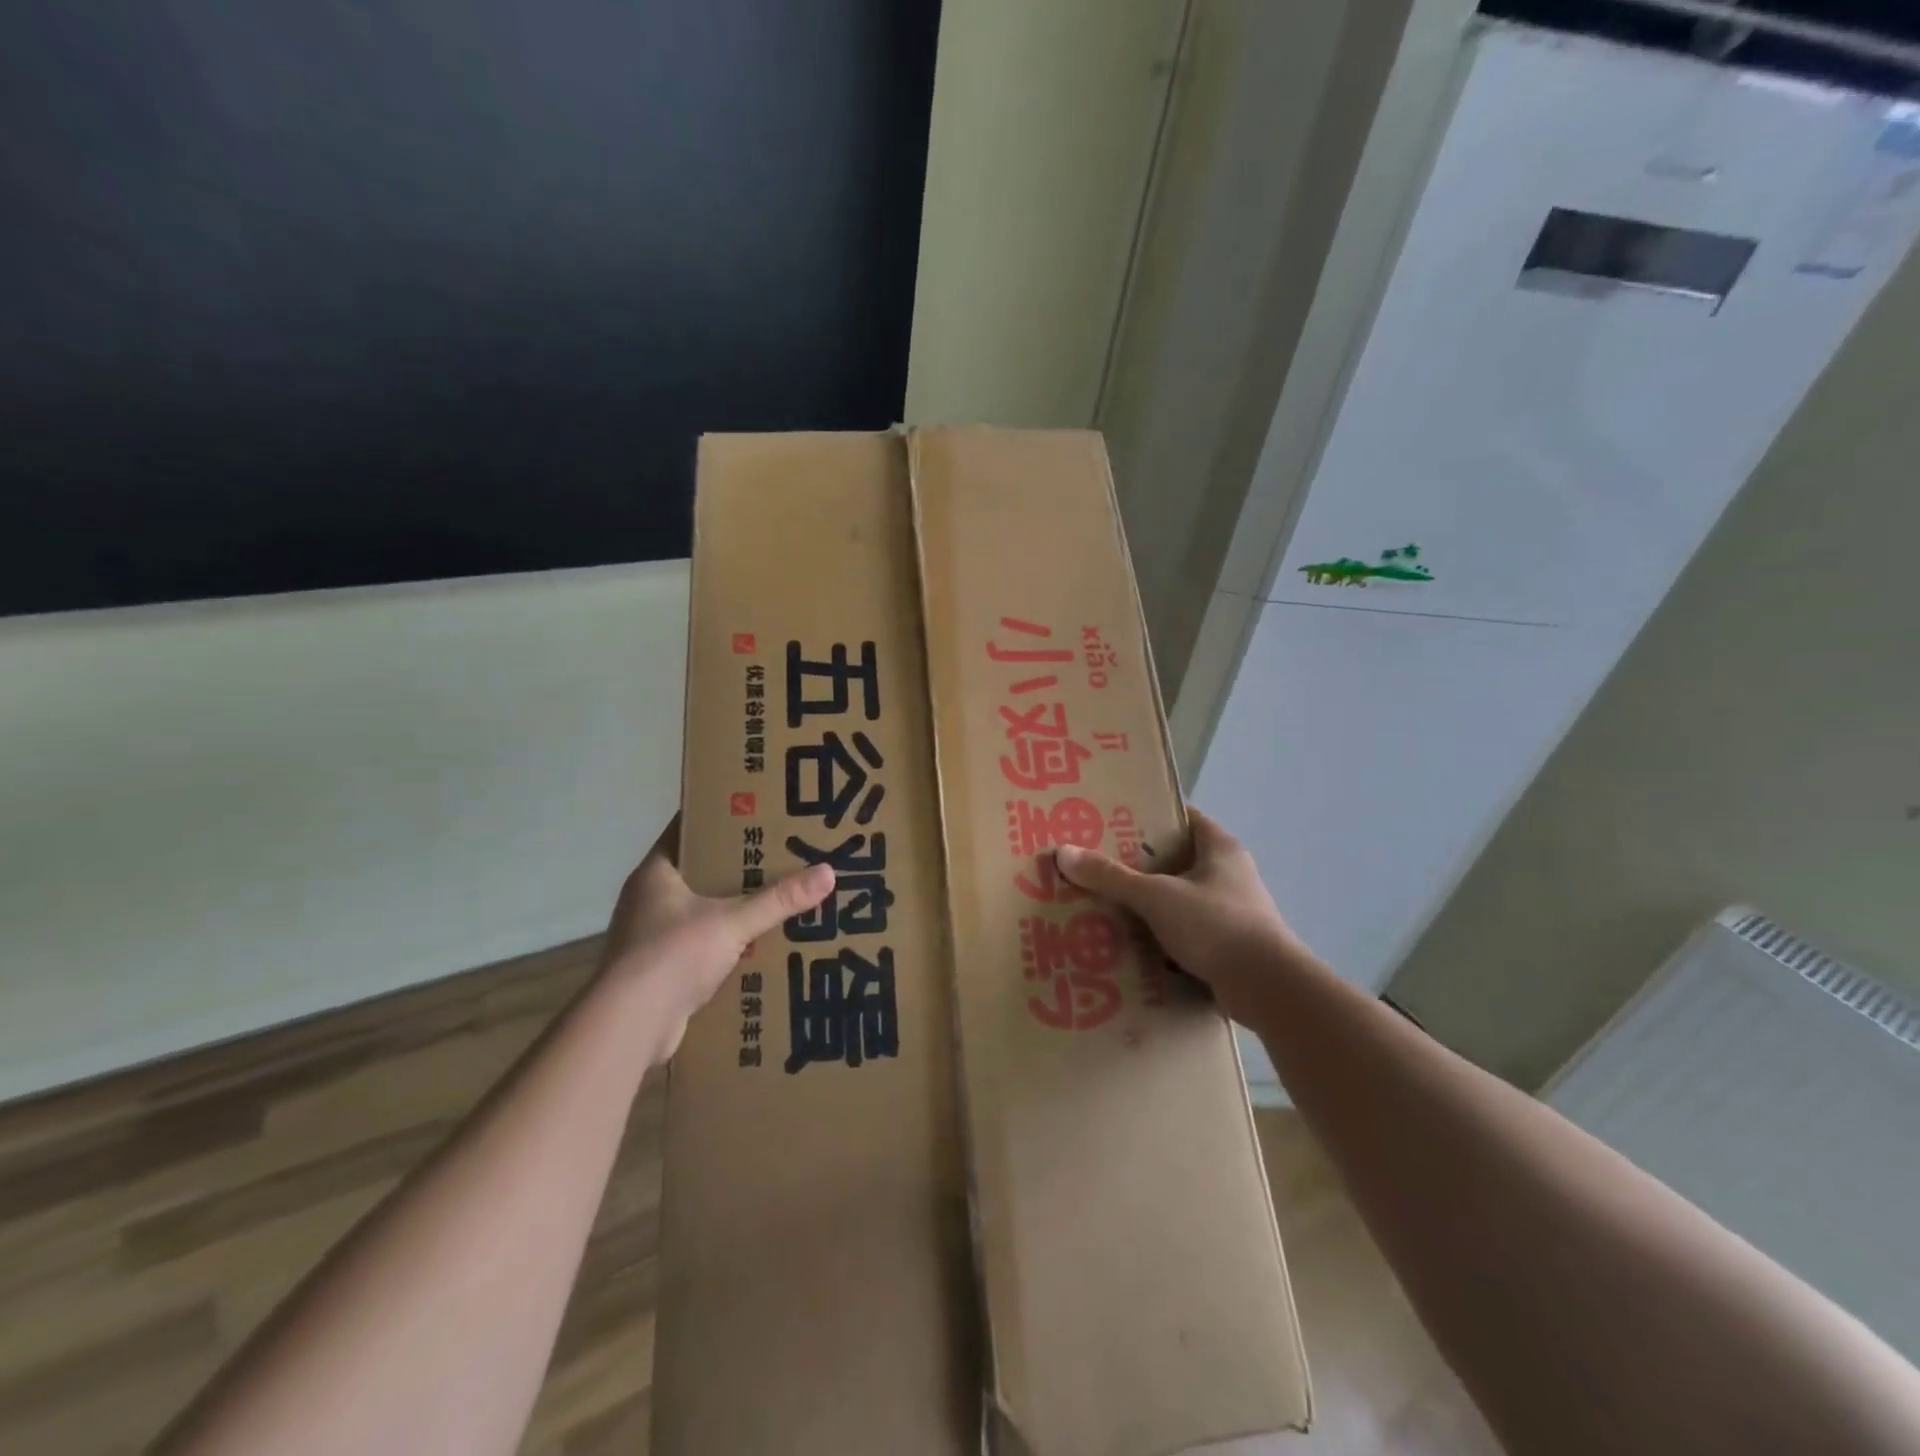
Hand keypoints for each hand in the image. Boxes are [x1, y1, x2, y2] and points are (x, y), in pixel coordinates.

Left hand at [597, 816, 833, 1062]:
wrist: (629, 1027)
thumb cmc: (672, 956)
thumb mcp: (733, 922)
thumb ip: (779, 899)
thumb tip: (828, 872)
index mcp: (656, 873)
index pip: (690, 830)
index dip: (723, 818)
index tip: (760, 811)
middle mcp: (649, 899)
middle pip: (700, 871)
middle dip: (739, 867)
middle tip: (782, 854)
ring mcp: (651, 936)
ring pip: (702, 910)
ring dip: (734, 908)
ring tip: (779, 898)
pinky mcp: (660, 970)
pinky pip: (701, 944)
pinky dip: (727, 944)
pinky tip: (760, 945)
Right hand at [1054, 807, 1312, 1024]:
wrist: (1268, 989)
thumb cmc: (1216, 925)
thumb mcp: (1156, 896)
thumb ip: (1110, 876)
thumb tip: (1063, 852)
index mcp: (1219, 847)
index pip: (1181, 818)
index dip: (1147, 816)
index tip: (1111, 821)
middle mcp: (1229, 873)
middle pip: (1175, 859)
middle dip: (1137, 864)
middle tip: (1096, 864)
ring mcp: (1231, 910)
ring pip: (1178, 898)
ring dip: (1147, 903)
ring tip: (1104, 904)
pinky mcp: (1228, 944)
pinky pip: (1185, 930)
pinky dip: (1160, 935)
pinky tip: (1129, 943)